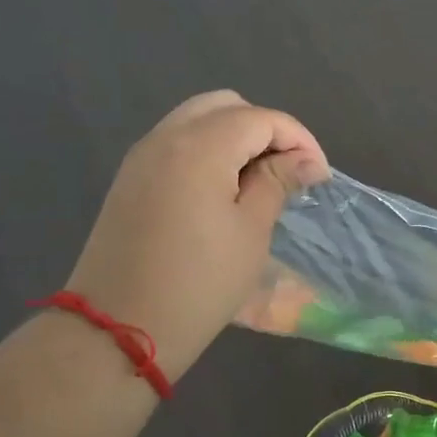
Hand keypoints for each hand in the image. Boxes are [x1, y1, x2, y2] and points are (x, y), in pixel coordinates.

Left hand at [64, 91, 328, 380]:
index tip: (319, 176)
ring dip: (235, 137)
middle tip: (288, 170)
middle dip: (265, 129)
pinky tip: (223, 189)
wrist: (117, 331)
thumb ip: (277, 182)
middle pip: (226, 106)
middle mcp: (166, 137)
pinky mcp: (130, 179)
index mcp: (200, 146)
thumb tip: (306, 160)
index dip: (299, 140)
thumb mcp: (251, 231)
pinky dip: (207, 150)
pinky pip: (176, 142)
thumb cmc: (199, 283)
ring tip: (260, 179)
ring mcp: (142, 156)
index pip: (262, 119)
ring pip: (197, 119)